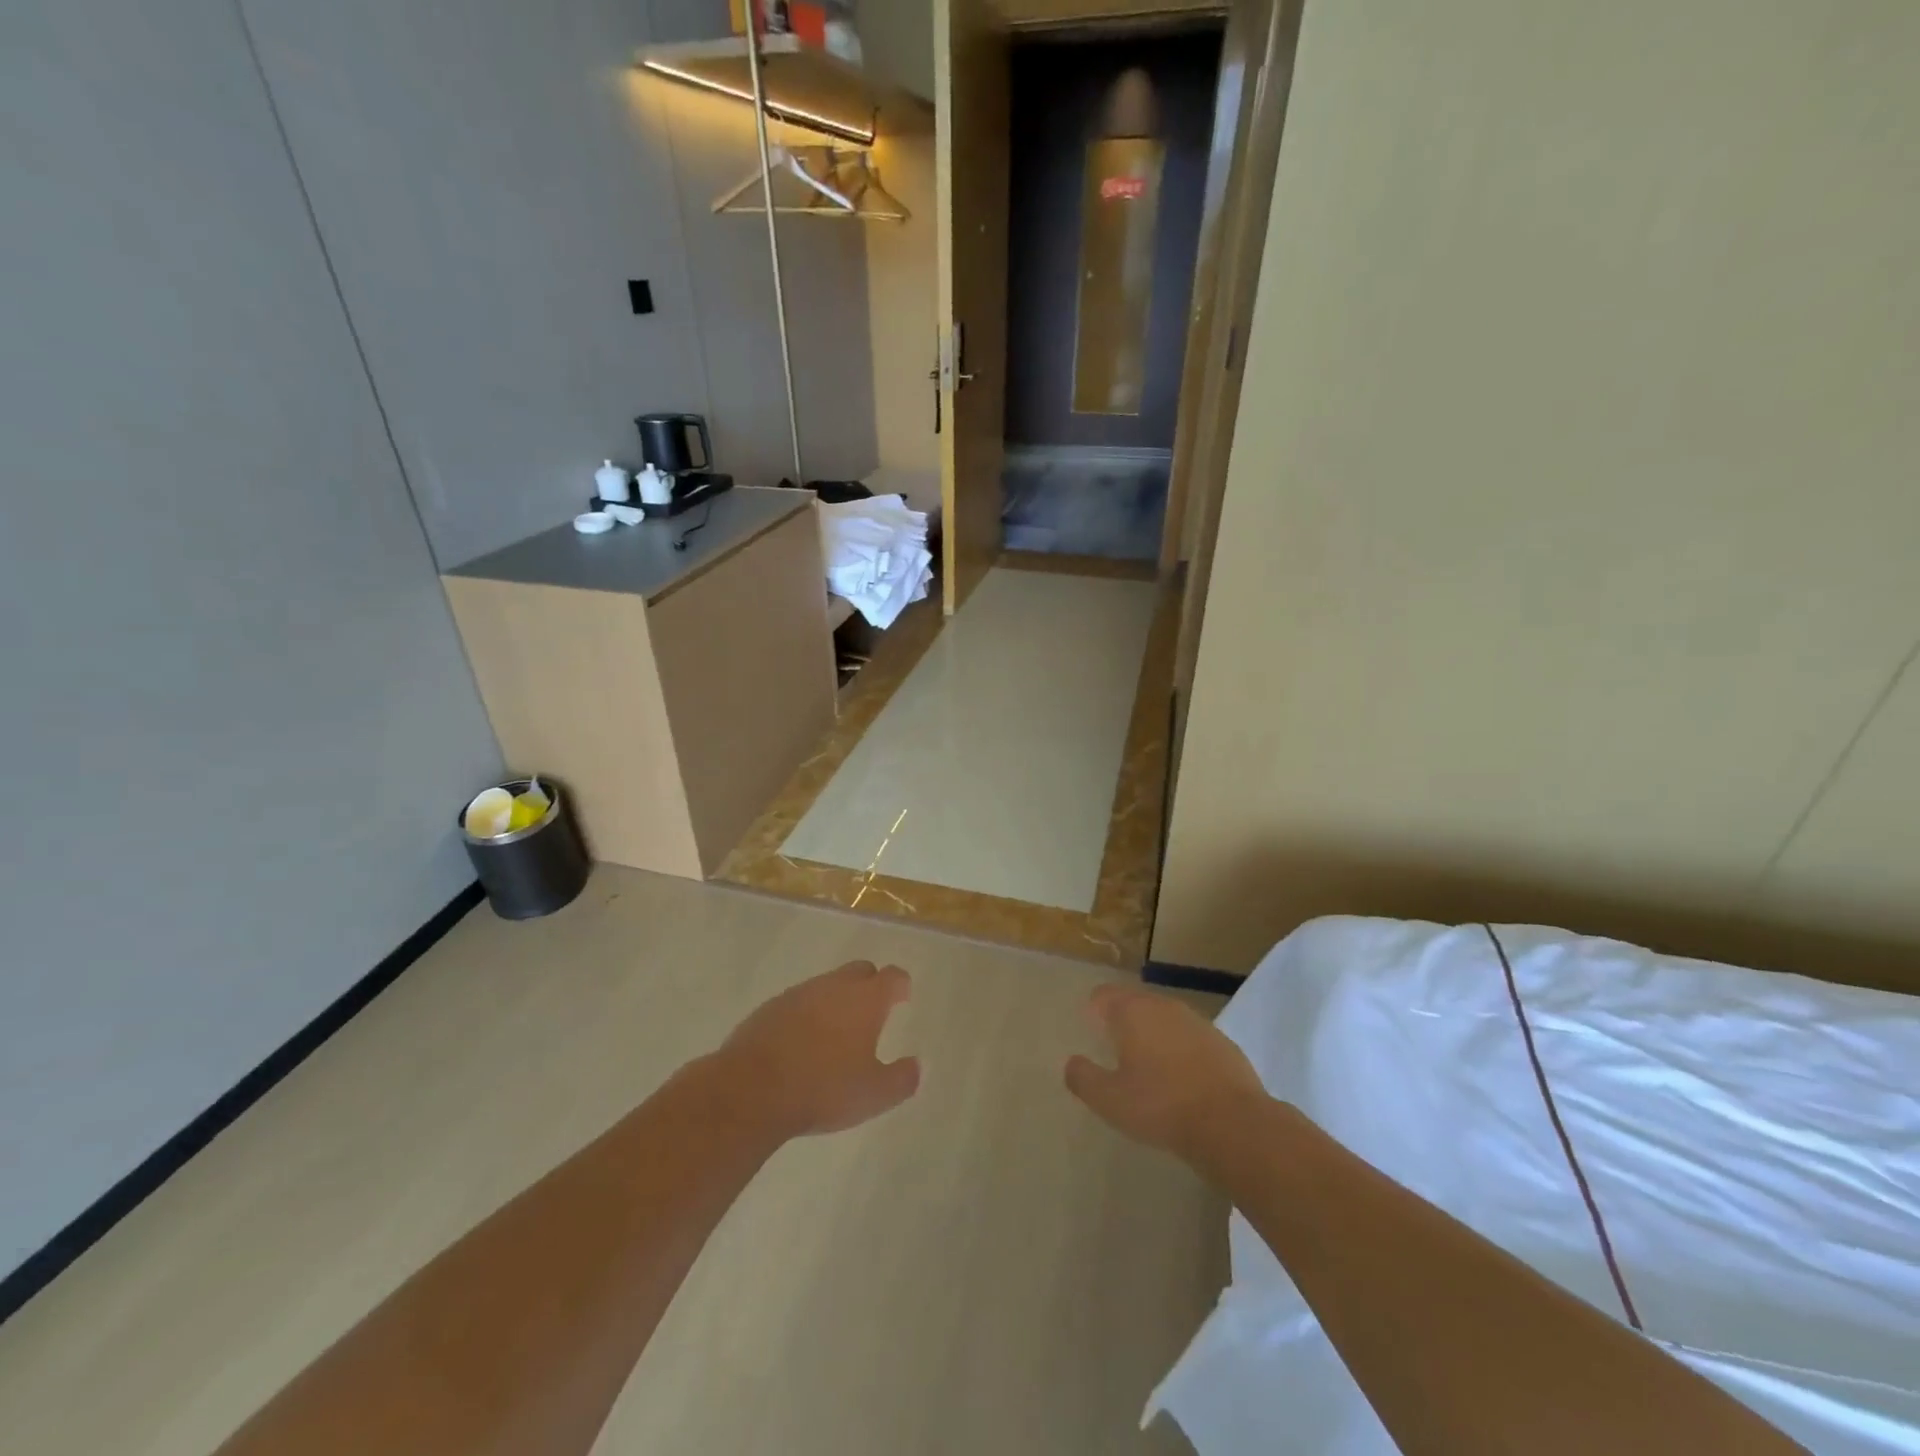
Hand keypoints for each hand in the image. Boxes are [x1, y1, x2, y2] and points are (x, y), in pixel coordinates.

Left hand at [714, 961, 919, 1140]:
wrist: (750, 1090)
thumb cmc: (823, 1089)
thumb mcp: (874, 1094)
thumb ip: (902, 1079)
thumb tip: (916, 1065)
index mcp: (866, 999)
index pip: (892, 977)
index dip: (901, 986)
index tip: (903, 997)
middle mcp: (834, 986)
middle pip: (860, 971)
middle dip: (870, 985)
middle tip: (873, 1013)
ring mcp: (799, 993)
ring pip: (827, 985)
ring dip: (836, 1000)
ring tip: (837, 1033)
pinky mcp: (770, 1008)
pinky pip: (799, 1002)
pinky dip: (808, 1015)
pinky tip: (803, 1043)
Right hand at [1064, 984, 1266, 1163]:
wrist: (1233, 1124)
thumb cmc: (1161, 1106)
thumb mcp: (1110, 1100)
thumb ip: (1083, 1078)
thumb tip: (1072, 1063)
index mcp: (1133, 1011)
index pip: (1103, 995)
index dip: (1093, 1009)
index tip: (1091, 1030)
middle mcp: (1164, 1006)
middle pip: (1136, 1003)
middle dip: (1124, 1021)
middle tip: (1116, 1051)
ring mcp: (1197, 1022)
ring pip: (1166, 1019)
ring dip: (1155, 1035)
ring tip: (1149, 1067)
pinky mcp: (1223, 1042)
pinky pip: (1191, 1039)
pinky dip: (1182, 1051)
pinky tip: (1183, 1080)